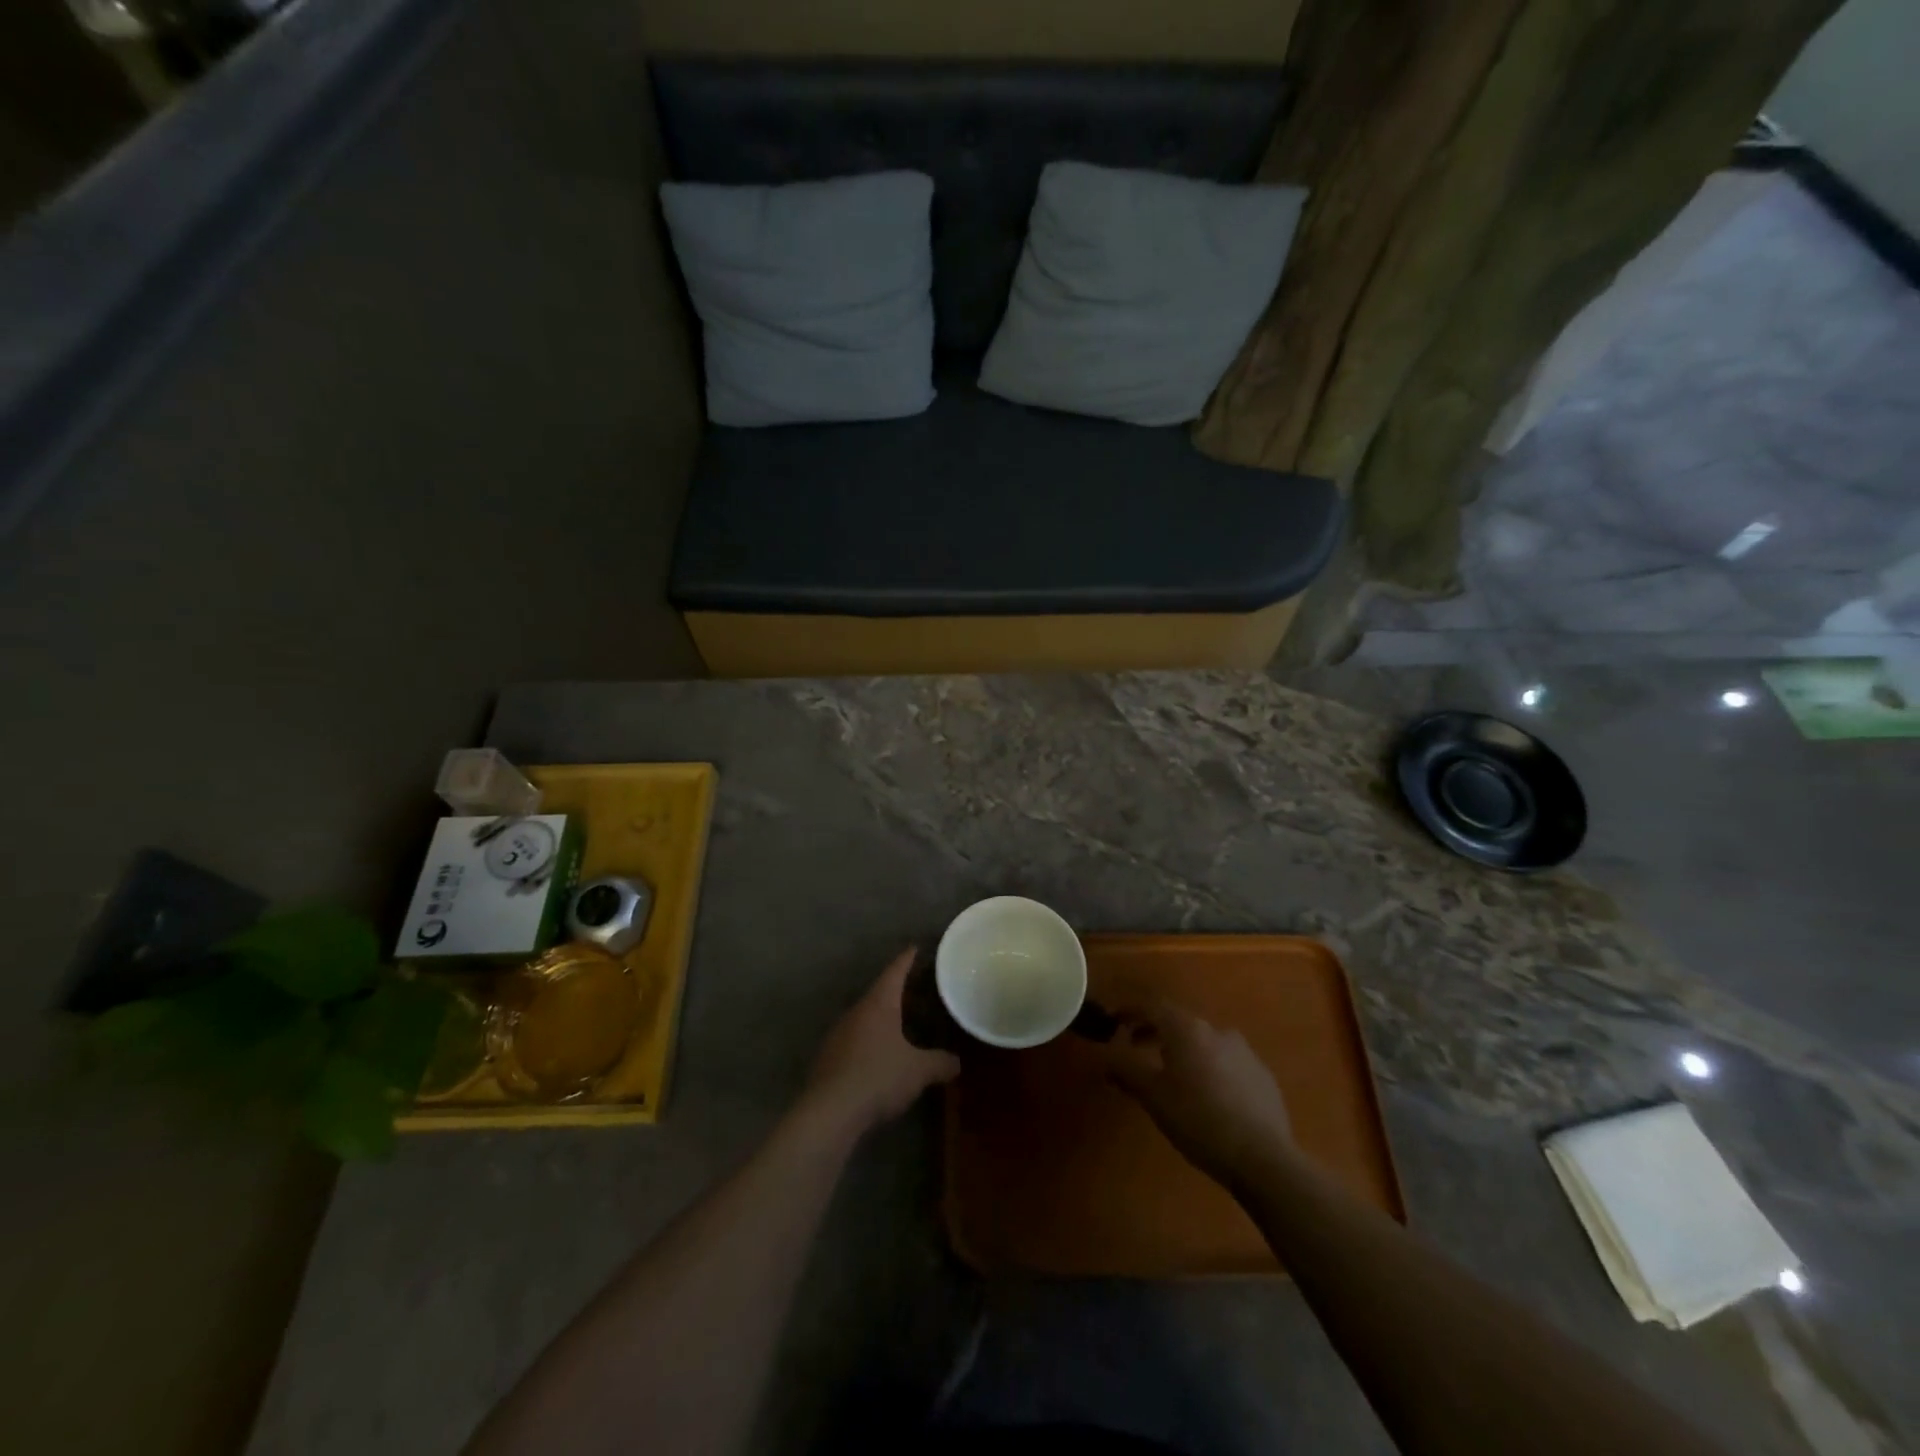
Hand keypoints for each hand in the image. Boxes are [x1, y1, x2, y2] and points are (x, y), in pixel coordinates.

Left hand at [802, 949, 960, 1137]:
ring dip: (884, 1018)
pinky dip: (872, 1041)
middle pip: (880, 994)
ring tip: (904, 1024)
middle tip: (919, 989)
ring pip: (867, 1018)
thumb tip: (957, 1062)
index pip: (895, 972)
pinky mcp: (829, 1059)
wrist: (830, 1112)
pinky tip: (882, 1056)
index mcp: (878, 1004)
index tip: (915, 948)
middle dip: (899, 991)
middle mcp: (856, 1012)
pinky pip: (856, 1040)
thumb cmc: (878, 1077)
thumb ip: (940, 1063)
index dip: (907, 960)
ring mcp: (839, 1035)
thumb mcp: (918, 1071)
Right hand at [1101, 1000, 1292, 1188]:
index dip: (1129, 1012)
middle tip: (1136, 1048)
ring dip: (1183, 1050)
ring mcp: (1244, 1051)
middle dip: (1154, 1032)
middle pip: (1178, 1022)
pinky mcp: (1262, 1075)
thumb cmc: (1199, 1120)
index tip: (1114, 1023)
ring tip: (1172, 1075)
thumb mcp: (1153, 1097)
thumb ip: (1126, 1070)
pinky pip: (1227, 1062)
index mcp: (1187, 1029)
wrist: (1263, 1158)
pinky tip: (1207, 1095)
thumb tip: (1106, 1056)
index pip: (1151, 1006)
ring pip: (1204, 1042)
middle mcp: (1216, 1030)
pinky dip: (1209, 1067)